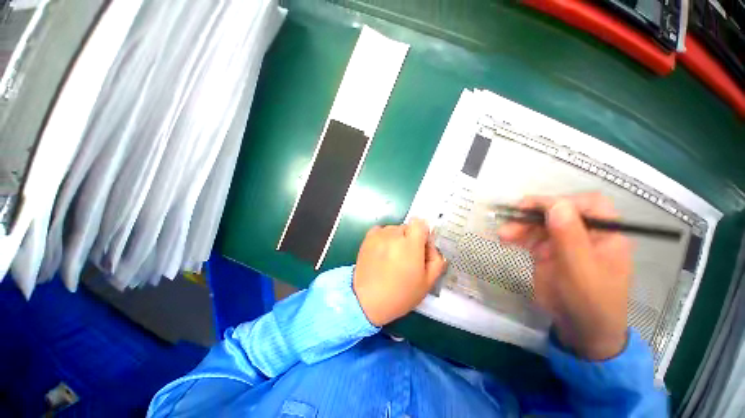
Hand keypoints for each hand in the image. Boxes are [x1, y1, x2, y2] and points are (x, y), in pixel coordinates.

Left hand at [353, 218, 446, 326]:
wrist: (367, 300)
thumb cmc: (400, 294)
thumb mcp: (427, 283)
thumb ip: (436, 261)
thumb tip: (432, 247)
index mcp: (411, 244)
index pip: (420, 223)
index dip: (423, 233)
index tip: (421, 247)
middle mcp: (394, 235)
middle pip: (408, 227)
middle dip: (410, 239)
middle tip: (407, 257)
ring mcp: (379, 235)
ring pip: (394, 229)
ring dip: (397, 239)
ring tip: (392, 257)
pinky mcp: (368, 238)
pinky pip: (381, 231)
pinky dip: (384, 237)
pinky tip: (382, 252)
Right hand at [498, 194, 631, 359]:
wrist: (579, 330)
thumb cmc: (590, 302)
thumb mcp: (581, 270)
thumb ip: (570, 237)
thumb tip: (557, 204)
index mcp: (605, 234)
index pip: (588, 204)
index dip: (563, 201)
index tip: (537, 208)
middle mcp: (584, 234)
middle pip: (558, 212)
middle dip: (534, 214)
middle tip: (512, 217)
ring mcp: (563, 243)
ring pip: (540, 224)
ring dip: (520, 225)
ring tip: (503, 234)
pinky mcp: (546, 253)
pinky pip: (530, 237)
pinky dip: (517, 236)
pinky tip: (505, 239)